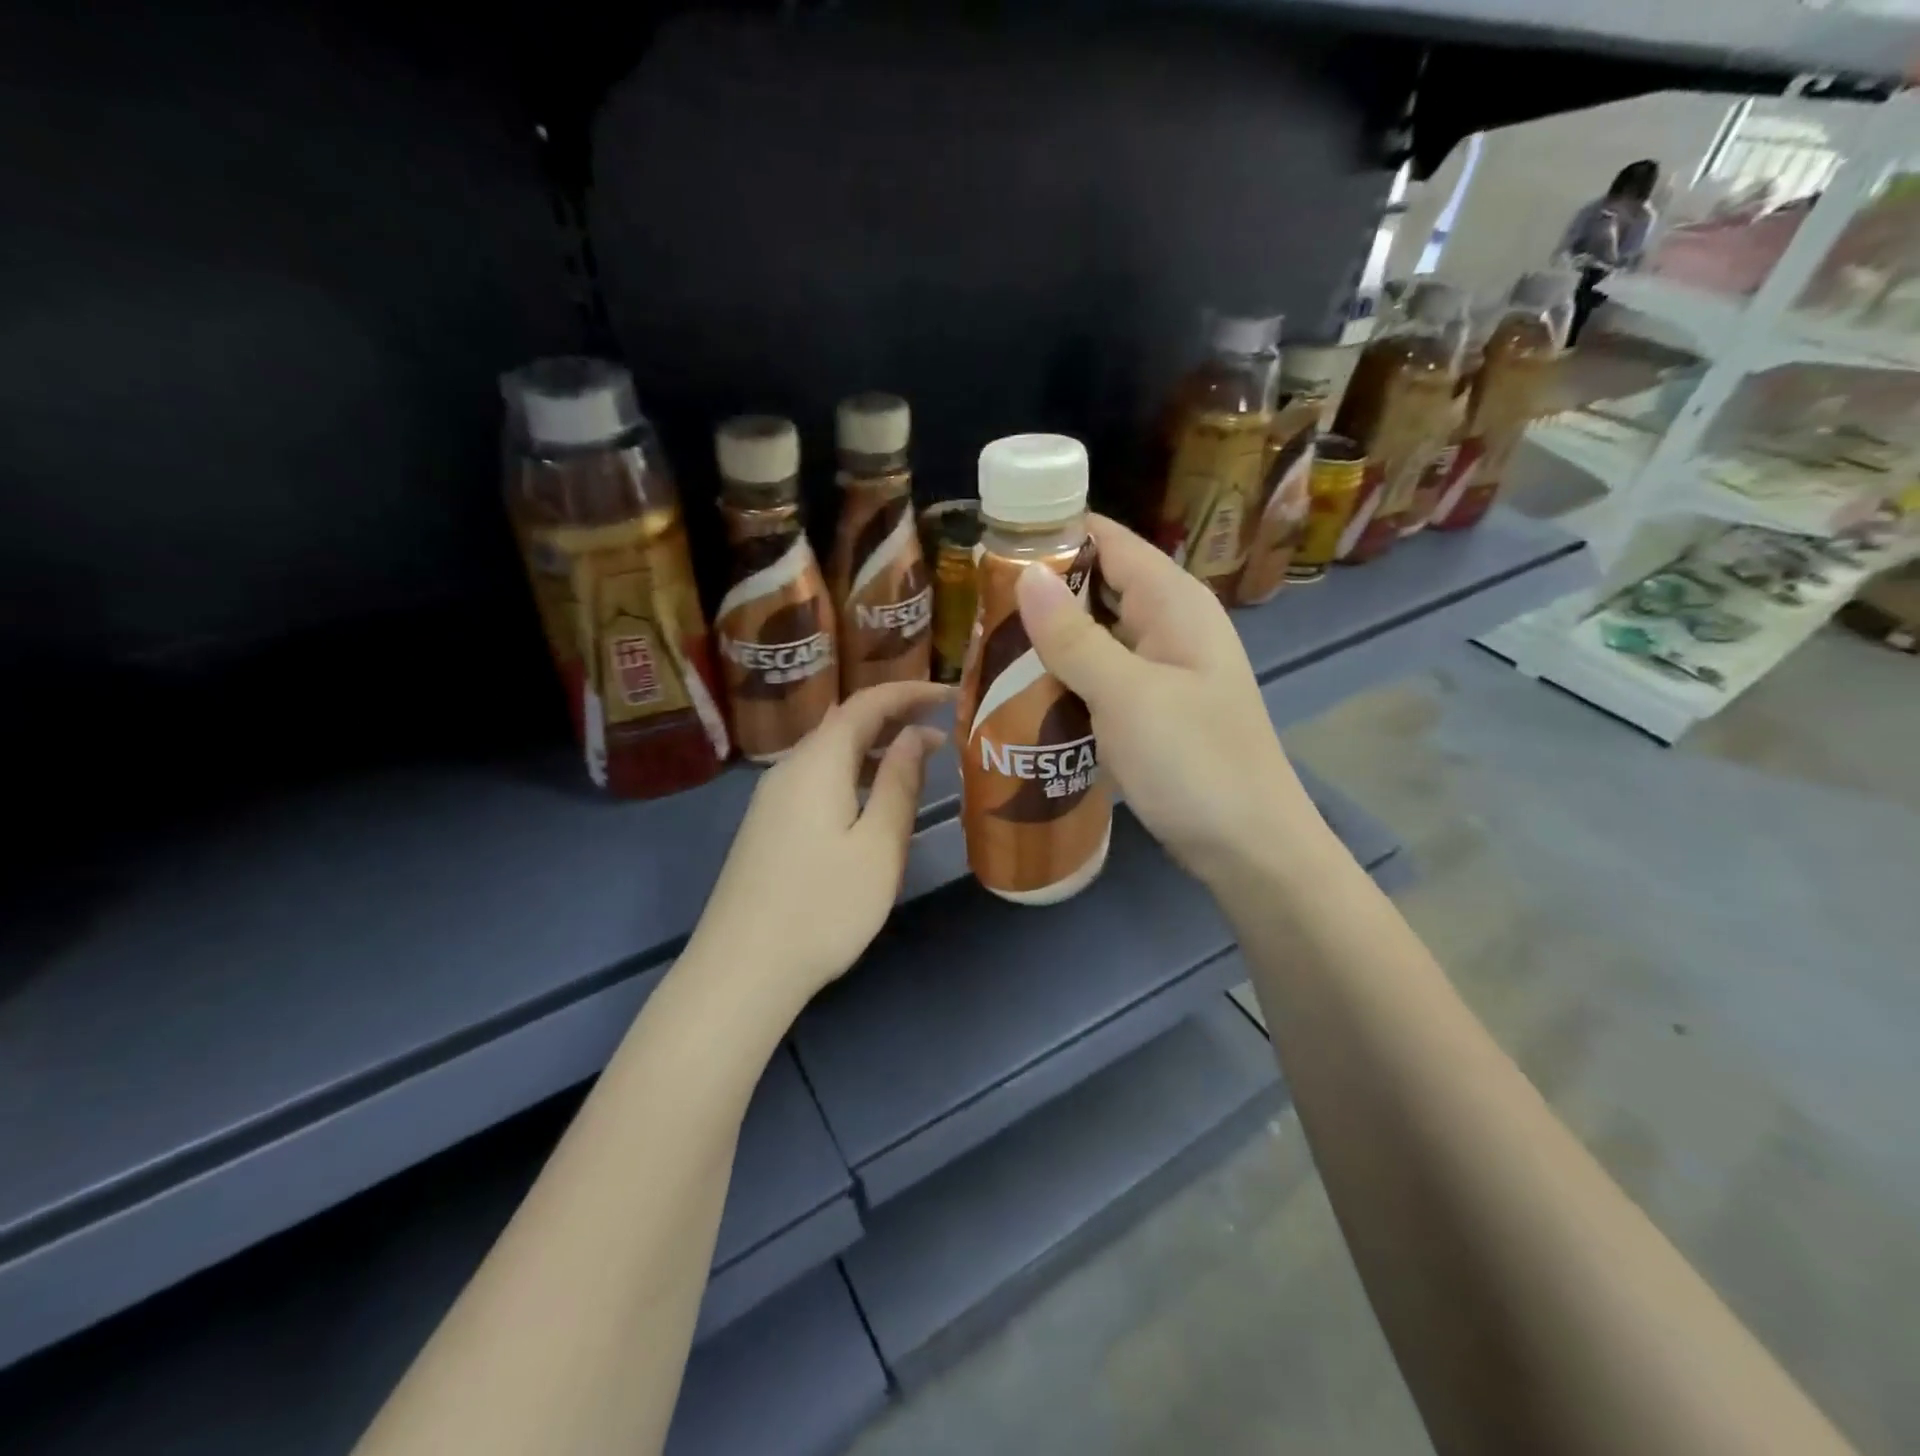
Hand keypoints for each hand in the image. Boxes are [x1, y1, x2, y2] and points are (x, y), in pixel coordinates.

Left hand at [686, 680, 951, 1013]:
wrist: (742, 969)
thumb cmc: (822, 907)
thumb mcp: (878, 846)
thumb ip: (899, 784)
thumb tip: (915, 735)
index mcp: (817, 762)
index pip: (866, 703)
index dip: (909, 691)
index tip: (949, 693)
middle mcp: (789, 768)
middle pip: (844, 722)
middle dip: (894, 715)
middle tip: (942, 724)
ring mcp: (772, 798)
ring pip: (830, 751)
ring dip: (874, 745)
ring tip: (919, 758)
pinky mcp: (769, 824)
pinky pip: (817, 777)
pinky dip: (853, 771)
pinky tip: (872, 797)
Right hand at [1014, 515, 1326, 889]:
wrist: (1249, 849)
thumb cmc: (1194, 762)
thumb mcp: (1127, 695)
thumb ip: (1074, 636)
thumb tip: (1025, 574)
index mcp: (1174, 603)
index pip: (1108, 540)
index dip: (1053, 533)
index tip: (991, 545)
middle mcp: (1170, 625)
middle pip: (1098, 587)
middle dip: (1040, 594)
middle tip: (975, 609)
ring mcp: (1163, 670)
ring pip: (1095, 637)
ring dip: (1048, 642)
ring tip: (985, 649)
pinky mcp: (1153, 710)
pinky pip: (1101, 679)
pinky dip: (1066, 680)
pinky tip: (1024, 695)